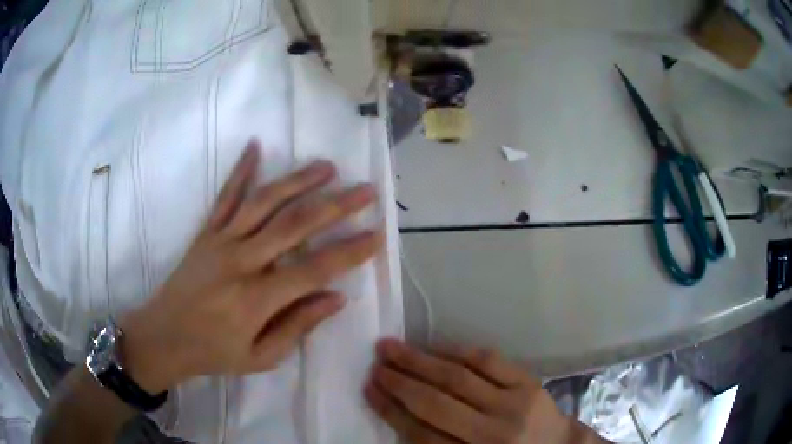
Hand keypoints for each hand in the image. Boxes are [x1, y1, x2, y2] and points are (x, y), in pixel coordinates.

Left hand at [120, 140, 382, 393]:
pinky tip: (255, 146)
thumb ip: (298, 326)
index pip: (315, 269)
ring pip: (264, 202)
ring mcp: (221, 241)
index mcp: (257, 298)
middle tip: (365, 190)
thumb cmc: (213, 353)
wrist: (163, 337)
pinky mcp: (206, 233)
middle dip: (336, 206)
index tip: (377, 236)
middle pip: (295, 225)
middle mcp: (241, 261)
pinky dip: (241, 170)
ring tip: (327, 166)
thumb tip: (337, 297)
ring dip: (298, 181)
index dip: (350, 252)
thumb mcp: (261, 357)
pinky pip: (225, 197)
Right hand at [366, 340, 599, 443]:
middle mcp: (492, 434)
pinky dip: (457, 351)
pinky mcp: (528, 382)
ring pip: (458, 378)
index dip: (391, 411)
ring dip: (420, 361)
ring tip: (392, 347)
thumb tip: (399, 414)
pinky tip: (434, 346)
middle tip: (375, 364)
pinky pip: (488, 361)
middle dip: (399, 382)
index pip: (421, 435)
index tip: (369, 390)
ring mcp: (514, 404)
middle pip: (436, 404)